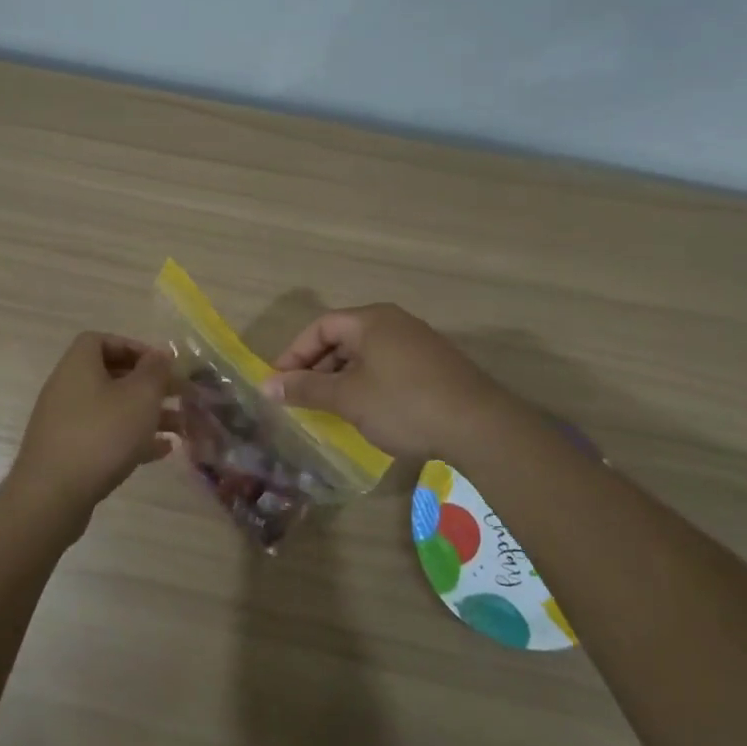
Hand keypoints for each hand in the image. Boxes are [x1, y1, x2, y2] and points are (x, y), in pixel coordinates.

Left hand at [7, 333, 178, 514]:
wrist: (52, 496)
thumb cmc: (101, 435)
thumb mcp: (140, 396)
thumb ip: (155, 371)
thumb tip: (160, 354)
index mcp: (78, 365)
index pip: (101, 340)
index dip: (133, 347)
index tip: (159, 364)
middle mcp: (67, 388)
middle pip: (110, 376)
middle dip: (147, 385)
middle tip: (177, 395)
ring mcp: (65, 422)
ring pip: (112, 409)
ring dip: (145, 414)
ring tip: (180, 427)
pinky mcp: (68, 453)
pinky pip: (104, 436)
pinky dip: (131, 438)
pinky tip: (161, 451)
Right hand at [260, 304, 508, 459]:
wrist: (479, 426)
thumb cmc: (403, 404)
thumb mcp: (347, 398)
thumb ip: (306, 389)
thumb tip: (267, 385)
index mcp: (371, 320)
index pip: (320, 327)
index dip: (294, 353)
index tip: (279, 383)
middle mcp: (394, 322)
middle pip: (343, 338)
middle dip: (317, 368)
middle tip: (301, 398)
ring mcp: (418, 342)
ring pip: (366, 355)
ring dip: (342, 378)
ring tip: (330, 409)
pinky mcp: (435, 365)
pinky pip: (388, 366)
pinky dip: (368, 384)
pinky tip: (367, 411)